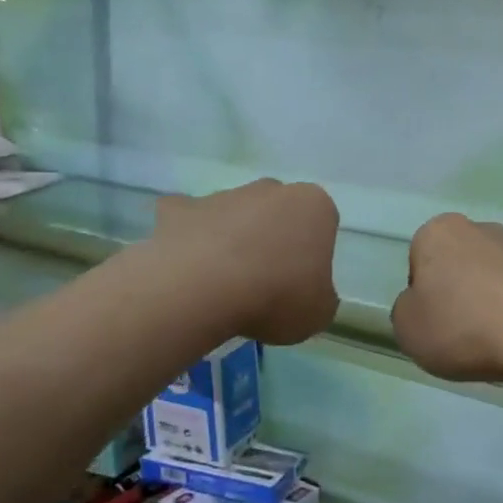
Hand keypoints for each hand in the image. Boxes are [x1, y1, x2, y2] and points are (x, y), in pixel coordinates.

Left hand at [155, 180, 339, 345]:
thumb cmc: (277, 296)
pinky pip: (188, 219)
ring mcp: (224, 195)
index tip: (301, 283)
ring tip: (223, 284)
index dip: (312, 254)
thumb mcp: (319, 313)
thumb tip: (308, 295)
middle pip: (278, 212)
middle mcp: (272, 189)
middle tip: (266, 282)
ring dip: (233, 239)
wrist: (203, 290)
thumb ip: (320, 297)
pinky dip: (188, 237)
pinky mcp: (180, 208)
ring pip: (235, 214)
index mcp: (314, 206)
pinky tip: (187, 267)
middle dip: (273, 238)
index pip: (322, 223)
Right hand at [391, 214, 502, 384]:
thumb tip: (423, 304)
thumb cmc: (463, 326)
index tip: (434, 322)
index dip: (423, 295)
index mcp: (439, 232)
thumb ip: (407, 310)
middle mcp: (480, 228)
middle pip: (458, 264)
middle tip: (462, 332)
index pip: (419, 261)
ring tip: (495, 339)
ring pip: (493, 276)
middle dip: (459, 292)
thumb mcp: (407, 329)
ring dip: (491, 300)